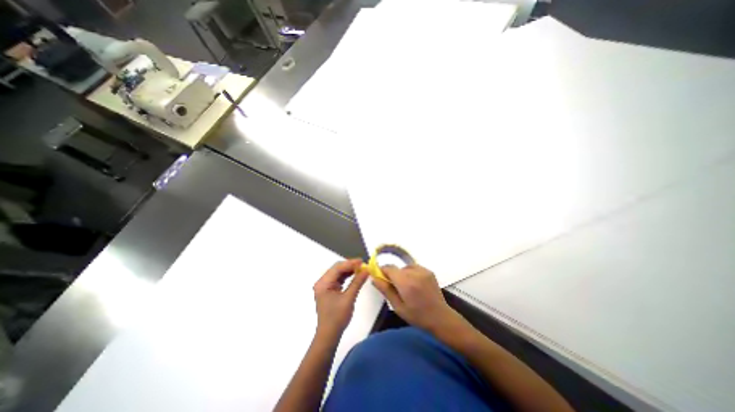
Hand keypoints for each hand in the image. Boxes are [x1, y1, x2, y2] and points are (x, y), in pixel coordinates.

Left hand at [311, 261, 366, 336]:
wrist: (329, 335)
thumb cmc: (337, 317)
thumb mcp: (349, 298)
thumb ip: (357, 282)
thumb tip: (367, 270)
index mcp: (323, 283)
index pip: (337, 268)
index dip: (350, 263)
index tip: (362, 262)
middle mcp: (322, 282)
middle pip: (337, 269)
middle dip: (350, 266)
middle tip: (363, 265)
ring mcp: (325, 286)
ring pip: (338, 273)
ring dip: (349, 270)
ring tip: (361, 269)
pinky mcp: (329, 290)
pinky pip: (339, 279)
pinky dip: (347, 276)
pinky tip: (355, 275)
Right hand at [373, 265, 457, 332]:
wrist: (440, 318)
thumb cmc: (417, 316)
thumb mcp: (398, 306)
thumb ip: (385, 290)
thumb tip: (374, 278)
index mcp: (406, 283)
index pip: (389, 268)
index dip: (382, 271)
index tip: (380, 278)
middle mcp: (415, 273)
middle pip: (397, 268)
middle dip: (392, 275)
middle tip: (395, 288)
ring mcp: (423, 271)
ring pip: (405, 267)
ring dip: (401, 274)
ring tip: (406, 287)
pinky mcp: (429, 271)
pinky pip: (414, 268)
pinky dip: (410, 273)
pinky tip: (414, 284)